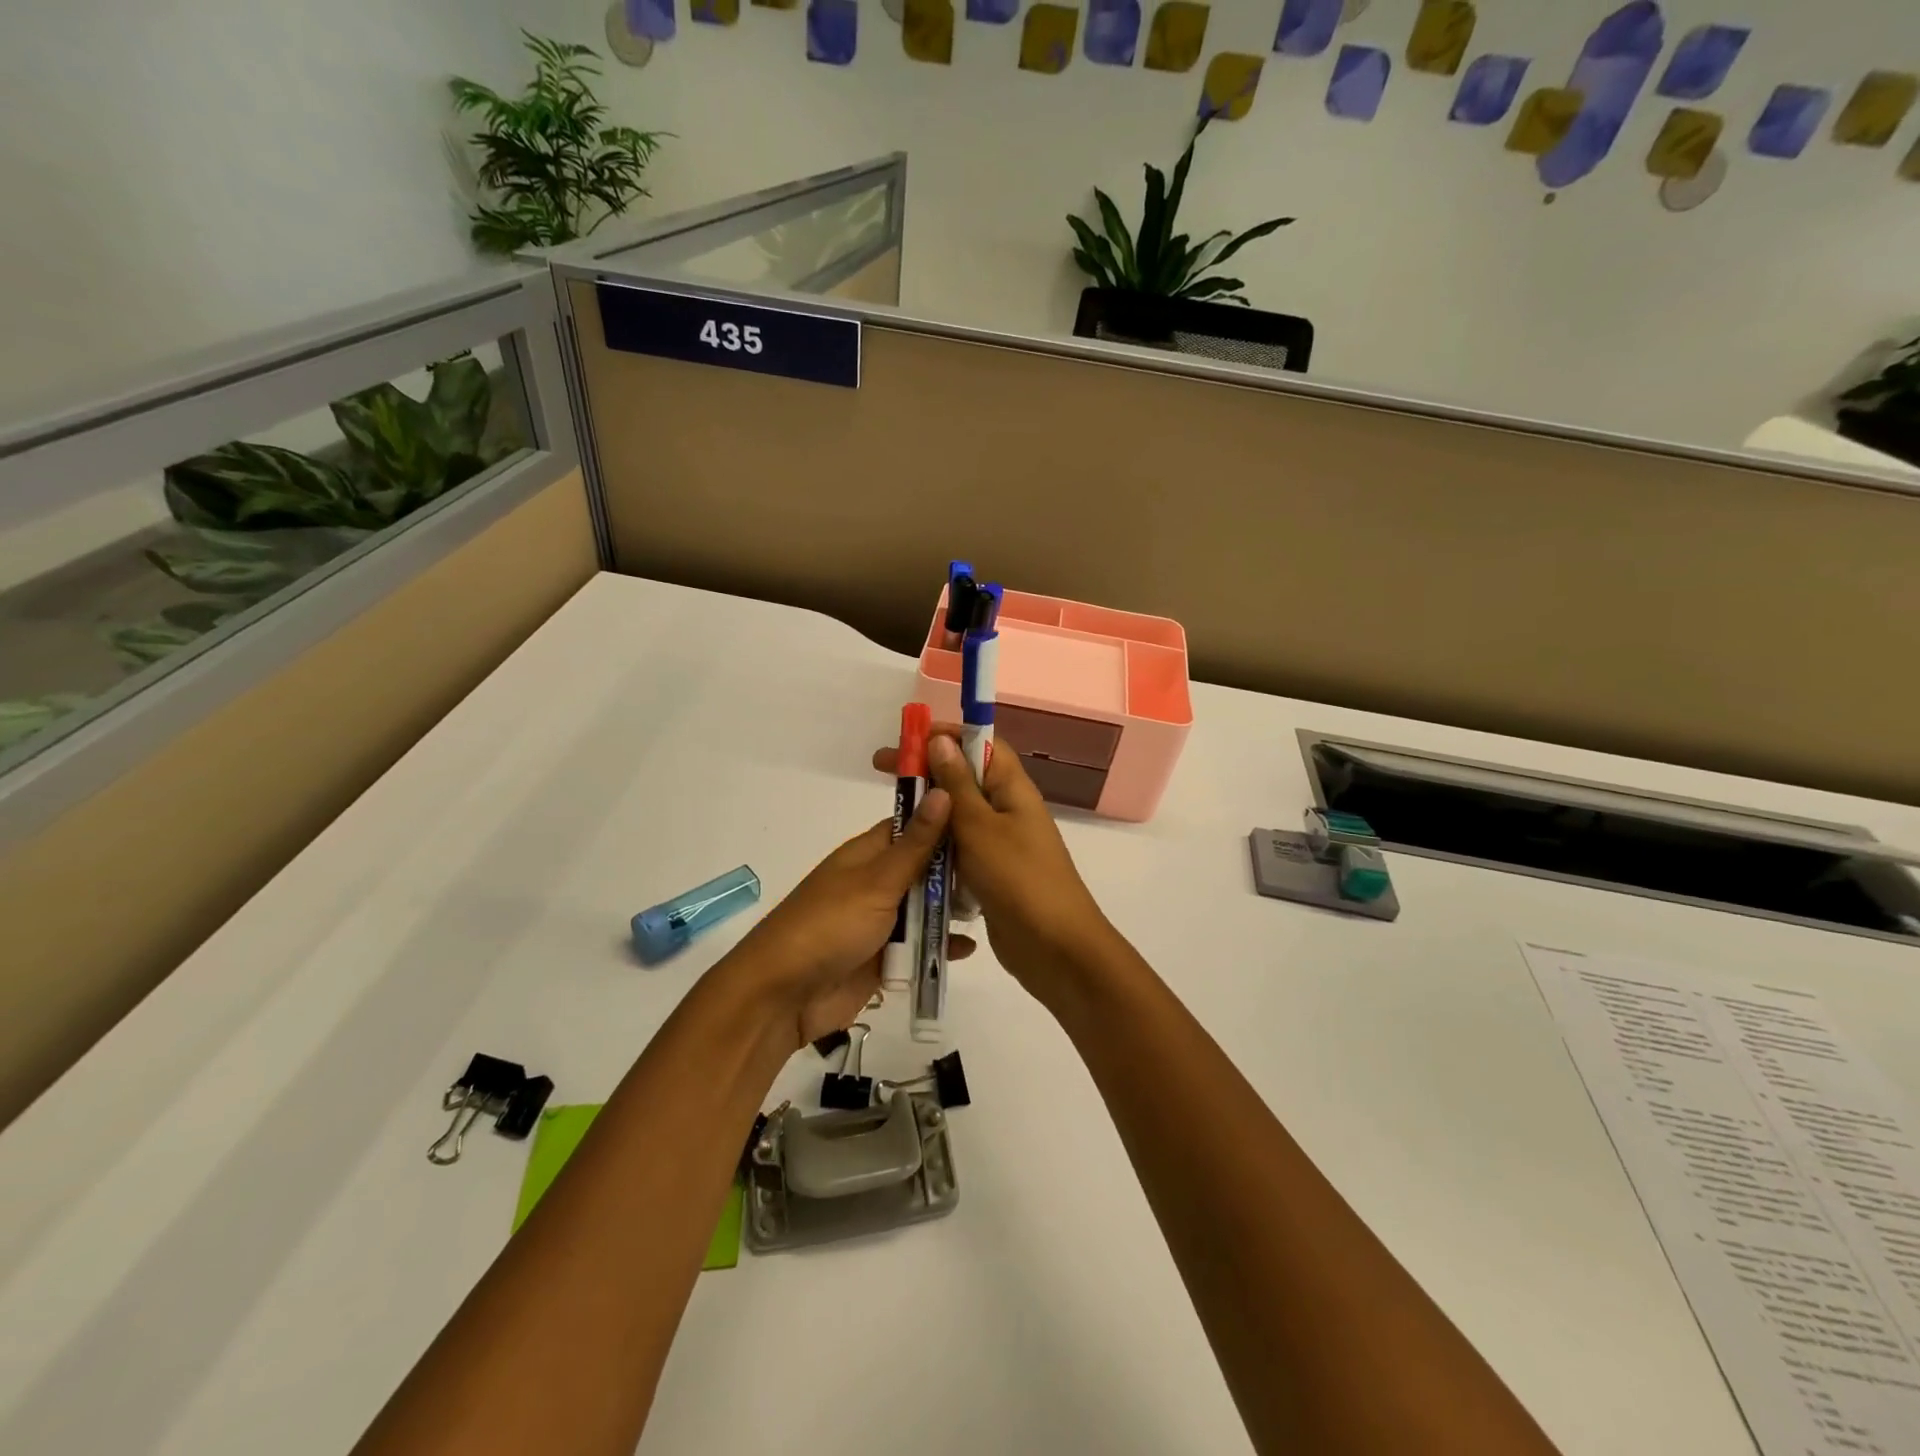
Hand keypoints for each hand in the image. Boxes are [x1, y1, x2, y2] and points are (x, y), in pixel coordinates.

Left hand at [724, 791, 974, 1048]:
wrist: (784, 996)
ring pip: (925, 908)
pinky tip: (968, 948)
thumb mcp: (878, 881)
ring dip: (951, 910)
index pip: (913, 825)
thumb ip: (917, 844)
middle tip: (1000, 870)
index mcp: (868, 854)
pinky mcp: (884, 958)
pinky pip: (919, 946)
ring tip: (992, 906)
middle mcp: (876, 883)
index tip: (987, 816)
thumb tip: (943, 790)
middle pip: (925, 869)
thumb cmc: (830, 925)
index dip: (946, 818)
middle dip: (957, 870)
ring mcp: (880, 921)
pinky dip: (940, 947)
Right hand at [873, 727, 1115, 1006]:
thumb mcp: (981, 827)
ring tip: (890, 812)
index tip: (907, 739)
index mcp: (1013, 789)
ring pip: (959, 817)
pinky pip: (959, 850)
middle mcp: (1008, 811)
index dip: (946, 735)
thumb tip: (941, 740)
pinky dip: (937, 846)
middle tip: (883, 769)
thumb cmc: (1018, 879)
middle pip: (965, 779)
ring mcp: (1000, 845)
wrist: (1055, 949)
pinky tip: (909, 853)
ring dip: (929, 812)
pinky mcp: (991, 875)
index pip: (982, 744)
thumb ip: (958, 785)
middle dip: (927, 771)